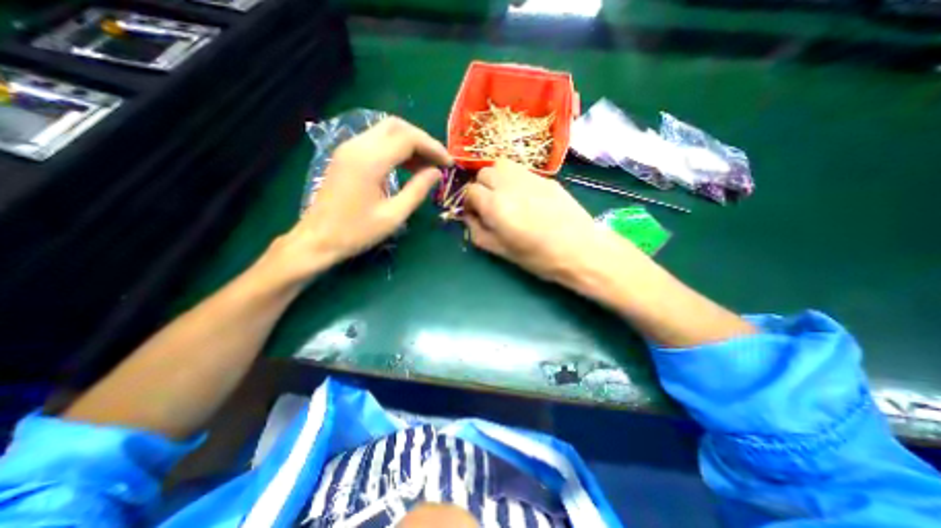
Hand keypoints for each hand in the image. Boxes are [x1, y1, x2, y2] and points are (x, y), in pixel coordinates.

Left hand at [262, 117, 449, 286]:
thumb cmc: (357, 232)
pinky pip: (376, 141)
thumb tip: (436, 173)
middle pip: (397, 126)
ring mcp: (348, 148)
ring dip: (409, 143)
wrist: (317, 239)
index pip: (408, 138)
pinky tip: (407, 166)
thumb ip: (417, 190)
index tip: (449, 163)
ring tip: (427, 165)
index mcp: (370, 161)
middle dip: (422, 140)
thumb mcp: (394, 215)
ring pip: (386, 130)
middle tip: (438, 161)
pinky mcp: (346, 155)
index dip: (433, 147)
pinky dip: (395, 148)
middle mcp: (357, 146)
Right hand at [462, 159, 626, 284]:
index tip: (475, 214)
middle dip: (481, 187)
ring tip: (504, 195)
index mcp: (495, 206)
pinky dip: (514, 179)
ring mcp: (529, 177)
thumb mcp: (500, 251)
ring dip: (496, 178)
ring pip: (501, 165)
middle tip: (490, 204)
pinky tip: (524, 196)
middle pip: (483, 173)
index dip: (469, 203)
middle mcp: (509, 185)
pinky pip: (521, 170)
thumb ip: (477, 232)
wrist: (579, 249)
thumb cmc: (538, 257)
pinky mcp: (545, 177)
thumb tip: (469, 217)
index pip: (470, 191)